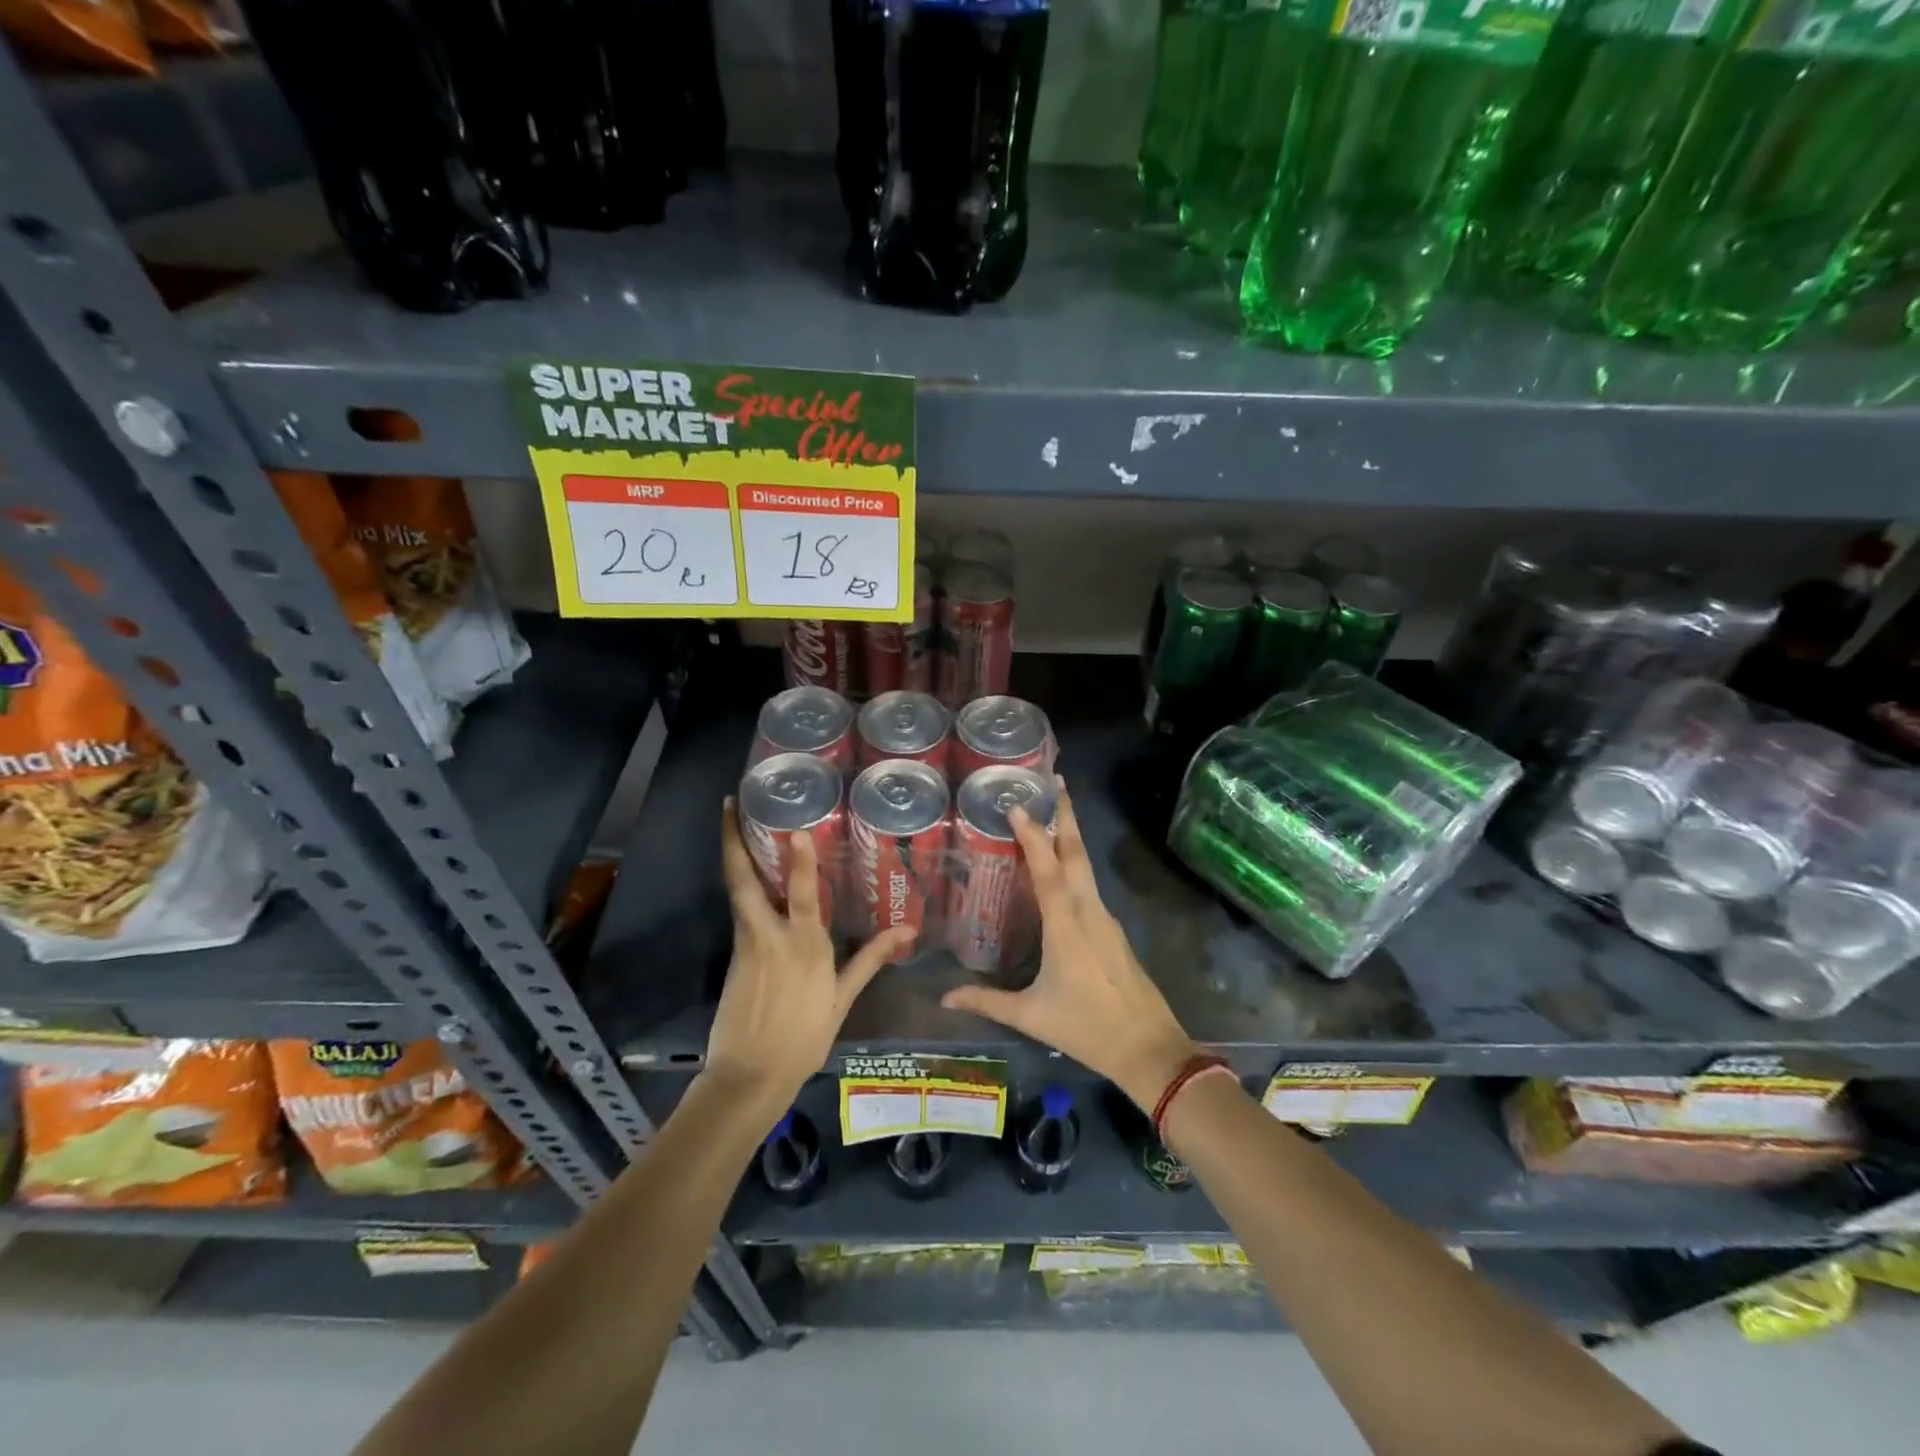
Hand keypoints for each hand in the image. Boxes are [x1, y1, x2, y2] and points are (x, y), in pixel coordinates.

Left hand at [706, 800, 909, 1119]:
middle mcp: (769, 935)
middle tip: (729, 804)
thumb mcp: (841, 999)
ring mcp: (746, 943)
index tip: (795, 828)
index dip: (799, 859)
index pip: (801, 893)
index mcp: (803, 946)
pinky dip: (742, 884)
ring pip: (737, 890)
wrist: (748, 1077)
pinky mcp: (733, 955)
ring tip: (735, 824)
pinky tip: (749, 873)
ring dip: (734, 855)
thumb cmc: (803, 1038)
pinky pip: (739, 909)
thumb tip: (906, 930)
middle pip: (744, 880)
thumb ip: (870, 959)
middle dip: (734, 841)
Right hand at [940, 784, 1197, 1109]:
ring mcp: (1105, 919)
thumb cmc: (1087, 1029)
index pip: (1048, 871)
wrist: (1150, 1049)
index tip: (1018, 805)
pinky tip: (1060, 869)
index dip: (1034, 836)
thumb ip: (987, 1002)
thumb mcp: (1032, 1016)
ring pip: (1085, 867)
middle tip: (1053, 782)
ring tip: (1050, 814)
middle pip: (1077, 854)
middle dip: (1066, 815)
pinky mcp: (1112, 929)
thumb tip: (944, 997)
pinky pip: (1089, 886)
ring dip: (1070, 836)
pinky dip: (1073, 865)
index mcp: (1067, 927)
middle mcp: (1089, 912)